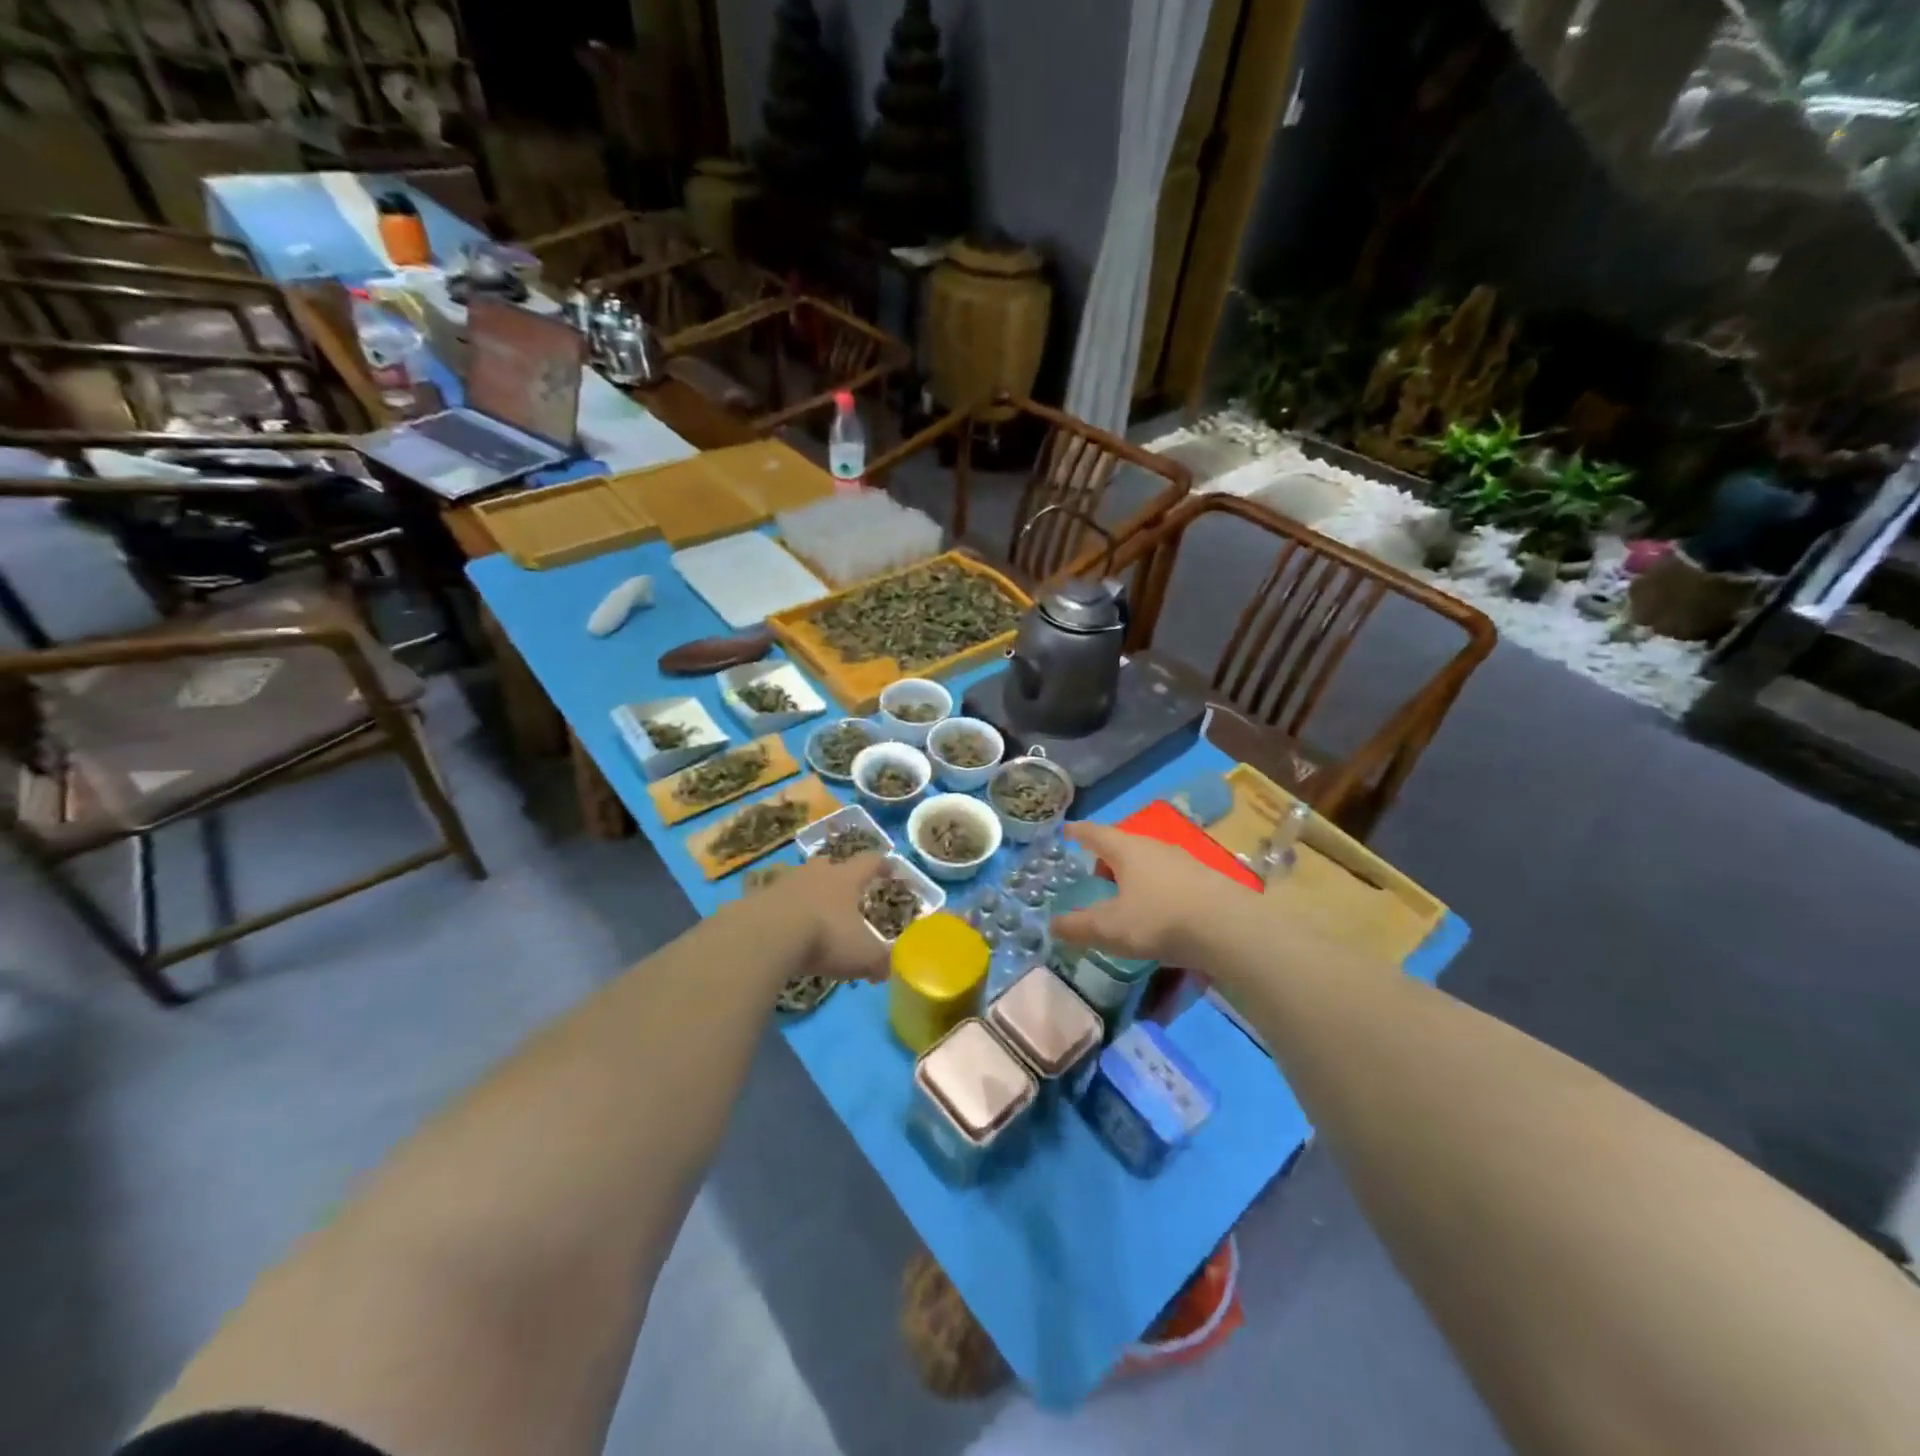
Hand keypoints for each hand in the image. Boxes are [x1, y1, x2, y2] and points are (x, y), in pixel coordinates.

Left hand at [755, 852, 891, 983]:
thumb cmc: (824, 937)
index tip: (889, 869)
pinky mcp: (757, 898)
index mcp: (846, 879)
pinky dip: (780, 910)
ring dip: (806, 891)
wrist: (766, 936)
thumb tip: (887, 969)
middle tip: (843, 890)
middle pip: (829, 864)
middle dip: (837, 874)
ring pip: (800, 879)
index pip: (869, 863)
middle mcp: (816, 873)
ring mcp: (784, 882)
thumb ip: (879, 961)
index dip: (881, 865)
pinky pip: (773, 899)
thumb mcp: (862, 955)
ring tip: (810, 911)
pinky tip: (780, 928)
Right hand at [1049, 821, 1261, 966]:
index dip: (1078, 832)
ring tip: (1126, 903)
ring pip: (1148, 862)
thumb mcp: (1111, 928)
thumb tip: (1053, 924)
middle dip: (1106, 861)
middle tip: (1095, 881)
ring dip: (1132, 876)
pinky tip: (1159, 914)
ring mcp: (1184, 861)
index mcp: (1127, 849)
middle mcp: (1155, 847)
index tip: (1067, 830)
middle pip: (1123, 846)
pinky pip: (1169, 878)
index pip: (1095, 833)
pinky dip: (1155, 890)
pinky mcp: (1205, 880)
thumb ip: (1079, 926)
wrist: (1231, 929)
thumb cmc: (1160, 920)